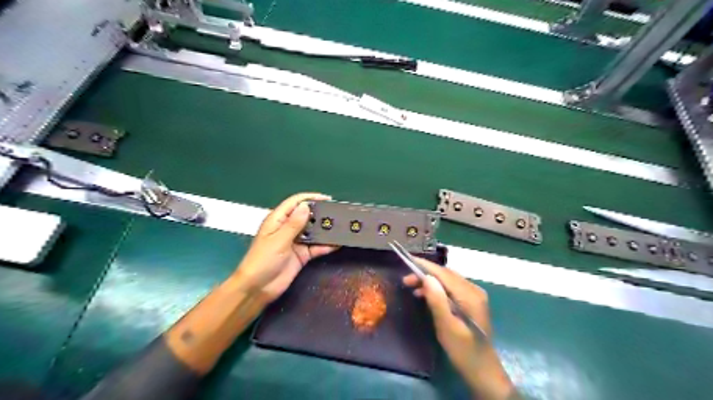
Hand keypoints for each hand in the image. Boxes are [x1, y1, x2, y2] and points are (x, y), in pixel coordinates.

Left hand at [232, 192, 337, 302]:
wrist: (258, 288)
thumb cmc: (263, 260)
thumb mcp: (278, 240)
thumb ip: (293, 224)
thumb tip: (306, 206)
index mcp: (278, 220)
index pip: (295, 203)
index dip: (310, 198)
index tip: (327, 199)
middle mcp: (288, 229)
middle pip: (306, 216)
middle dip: (321, 214)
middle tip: (338, 213)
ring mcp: (296, 242)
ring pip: (313, 231)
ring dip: (325, 230)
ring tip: (342, 226)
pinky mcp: (302, 255)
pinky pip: (316, 247)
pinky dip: (326, 246)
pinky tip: (338, 243)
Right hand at [403, 257, 514, 398]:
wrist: (482, 369)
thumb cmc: (463, 350)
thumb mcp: (446, 327)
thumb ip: (437, 301)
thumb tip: (427, 277)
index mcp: (470, 295)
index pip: (444, 274)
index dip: (426, 266)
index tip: (408, 260)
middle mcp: (474, 290)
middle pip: (446, 275)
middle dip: (426, 274)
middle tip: (406, 280)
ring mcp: (474, 295)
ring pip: (448, 280)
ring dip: (430, 282)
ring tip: (412, 287)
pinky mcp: (471, 301)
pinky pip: (451, 288)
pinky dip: (438, 289)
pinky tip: (426, 295)